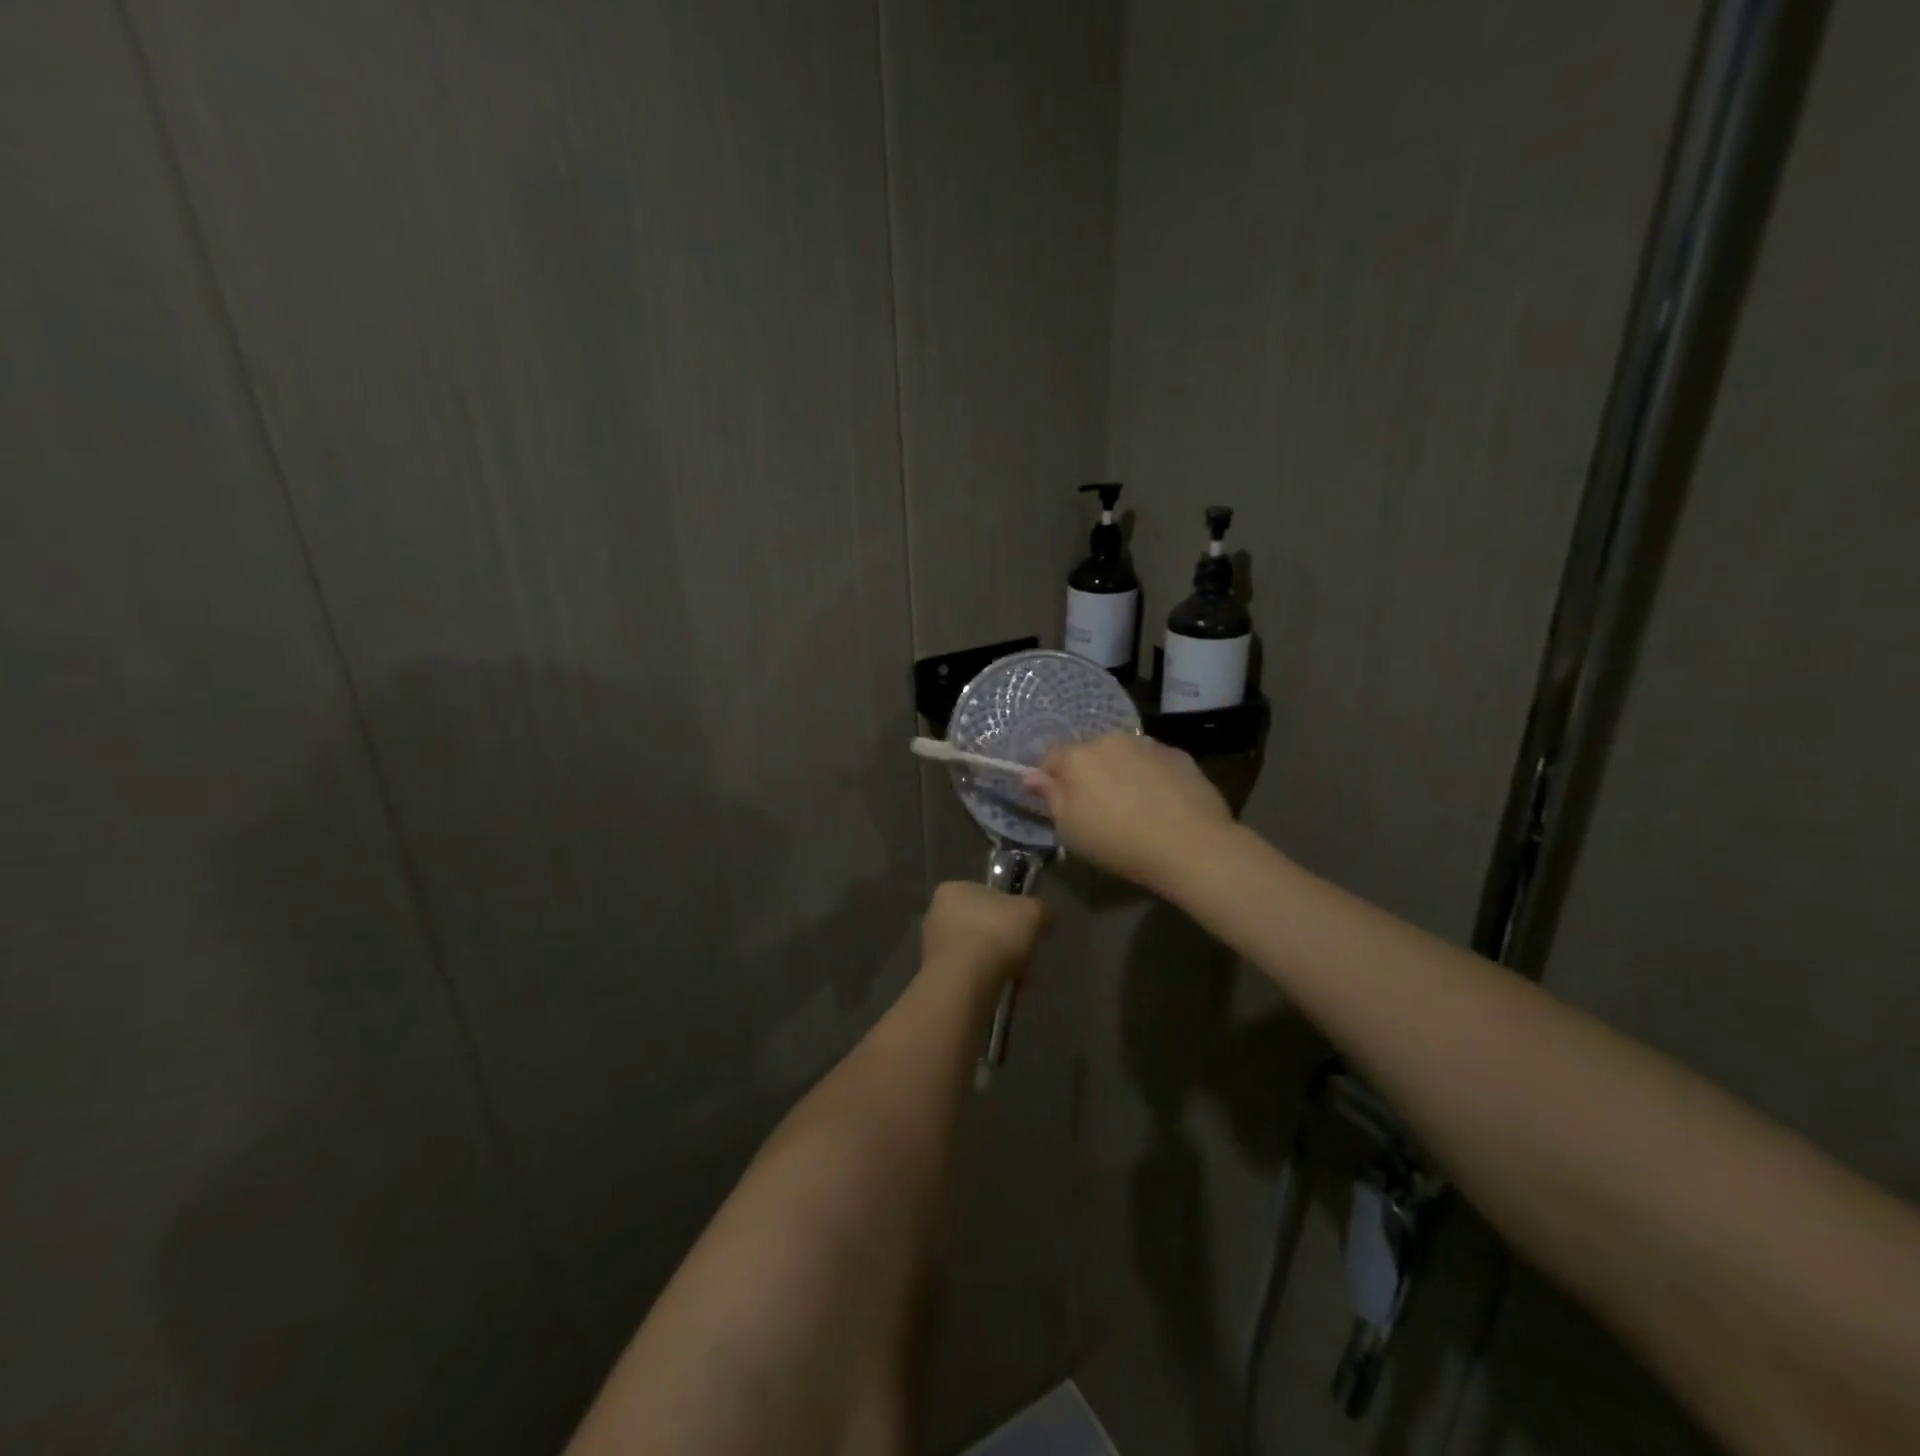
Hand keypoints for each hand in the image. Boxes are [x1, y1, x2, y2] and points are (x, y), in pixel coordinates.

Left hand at [920, 881, 1047, 989]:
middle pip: (985, 926)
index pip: (989, 896)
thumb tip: (1045, 917)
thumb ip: (1041, 910)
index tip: (1028, 931)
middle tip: (1027, 959)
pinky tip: (1002, 991)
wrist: (964, 982)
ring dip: (1001, 965)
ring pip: (979, 952)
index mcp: (954, 889)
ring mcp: (932, 946)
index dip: (1012, 913)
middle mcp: (937, 914)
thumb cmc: (995, 934)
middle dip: (1009, 944)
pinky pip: (969, 975)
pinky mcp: (936, 975)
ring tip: (1019, 980)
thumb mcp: (1032, 912)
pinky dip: (987, 982)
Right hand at [1027, 732, 1232, 889]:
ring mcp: (1148, 744)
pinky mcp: (1180, 756)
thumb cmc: (1117, 841)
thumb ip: (1049, 797)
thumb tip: (1030, 776)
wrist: (1190, 844)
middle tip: (1100, 809)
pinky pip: (1154, 762)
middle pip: (1090, 753)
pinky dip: (1152, 777)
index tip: (1063, 805)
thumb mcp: (1070, 830)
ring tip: (1135, 807)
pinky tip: (1162, 805)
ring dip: (1122, 773)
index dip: (1053, 780)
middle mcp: (1111, 740)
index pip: (1052, 757)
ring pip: (1124, 755)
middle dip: (1090, 774)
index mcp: (1078, 757)